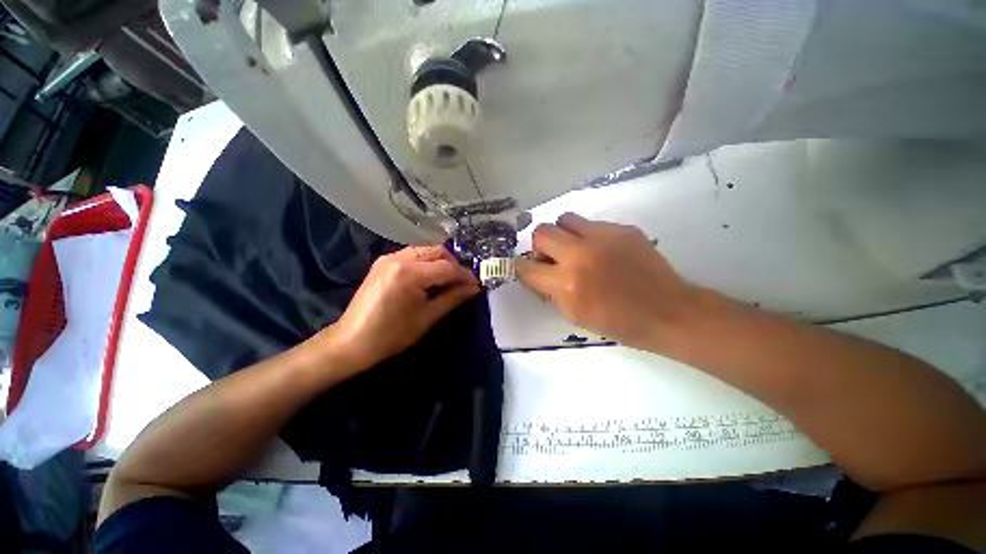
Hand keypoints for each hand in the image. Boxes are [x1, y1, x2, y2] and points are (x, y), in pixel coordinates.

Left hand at [321, 245, 479, 371]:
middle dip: (453, 264)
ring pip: (425, 250)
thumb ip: (453, 298)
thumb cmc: (391, 335)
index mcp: (410, 273)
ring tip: (448, 280)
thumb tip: (473, 288)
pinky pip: (412, 254)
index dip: (465, 275)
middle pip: (437, 250)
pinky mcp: (383, 262)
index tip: (476, 284)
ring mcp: (388, 258)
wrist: (351, 342)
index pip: (447, 268)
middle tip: (462, 282)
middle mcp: (399, 258)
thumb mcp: (427, 317)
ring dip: (440, 261)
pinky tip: (429, 278)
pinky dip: (426, 262)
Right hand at [516, 213, 700, 349]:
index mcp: (567, 284)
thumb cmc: (618, 322)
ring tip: (575, 249)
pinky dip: (589, 236)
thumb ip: (551, 292)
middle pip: (541, 232)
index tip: (526, 268)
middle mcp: (581, 254)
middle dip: (540, 245)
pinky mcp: (622, 229)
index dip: (521, 268)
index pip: (527, 268)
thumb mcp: (574, 315)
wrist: (667, 312)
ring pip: (565, 219)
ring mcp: (603, 237)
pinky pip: (592, 224)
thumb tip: (538, 274)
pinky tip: (603, 252)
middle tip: (552, 257)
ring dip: (563, 234)